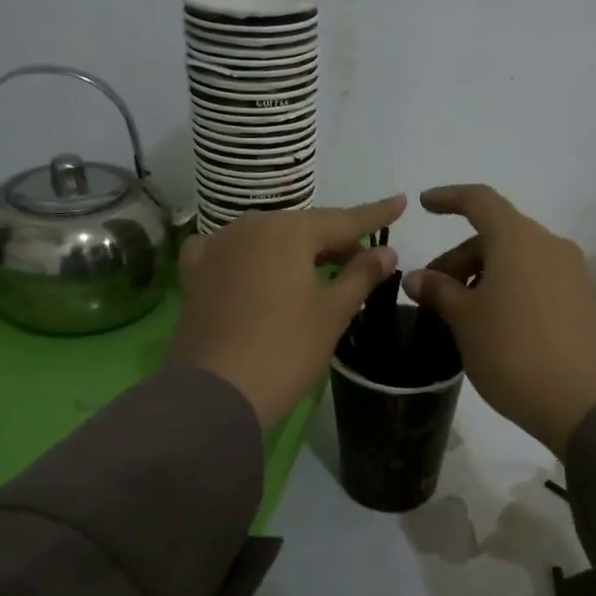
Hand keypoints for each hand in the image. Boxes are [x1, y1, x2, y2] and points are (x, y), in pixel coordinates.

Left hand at [168, 195, 405, 427]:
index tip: (400, 202)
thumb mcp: (332, 313)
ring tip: (317, 269)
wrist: (214, 393)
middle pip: (303, 228)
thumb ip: (361, 275)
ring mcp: (216, 248)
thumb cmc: (285, 350)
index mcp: (288, 231)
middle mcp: (250, 227)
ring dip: (294, 250)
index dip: (375, 214)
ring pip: (267, 239)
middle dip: (334, 240)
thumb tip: (386, 251)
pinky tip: (253, 268)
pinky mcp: (195, 275)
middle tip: (362, 258)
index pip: (343, 219)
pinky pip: (229, 253)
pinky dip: (250, 257)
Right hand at [402, 185, 595, 456]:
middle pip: (496, 234)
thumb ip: (439, 291)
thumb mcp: (465, 320)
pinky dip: (508, 287)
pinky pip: (536, 279)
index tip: (424, 206)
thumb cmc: (512, 351)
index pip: (480, 200)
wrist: (582, 402)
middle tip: (433, 291)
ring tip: (460, 311)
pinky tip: (493, 322)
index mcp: (518, 238)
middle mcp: (549, 245)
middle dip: (459, 255)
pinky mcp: (582, 300)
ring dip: (483, 273)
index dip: (449, 198)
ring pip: (517, 258)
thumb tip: (417, 277)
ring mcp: (571, 273)